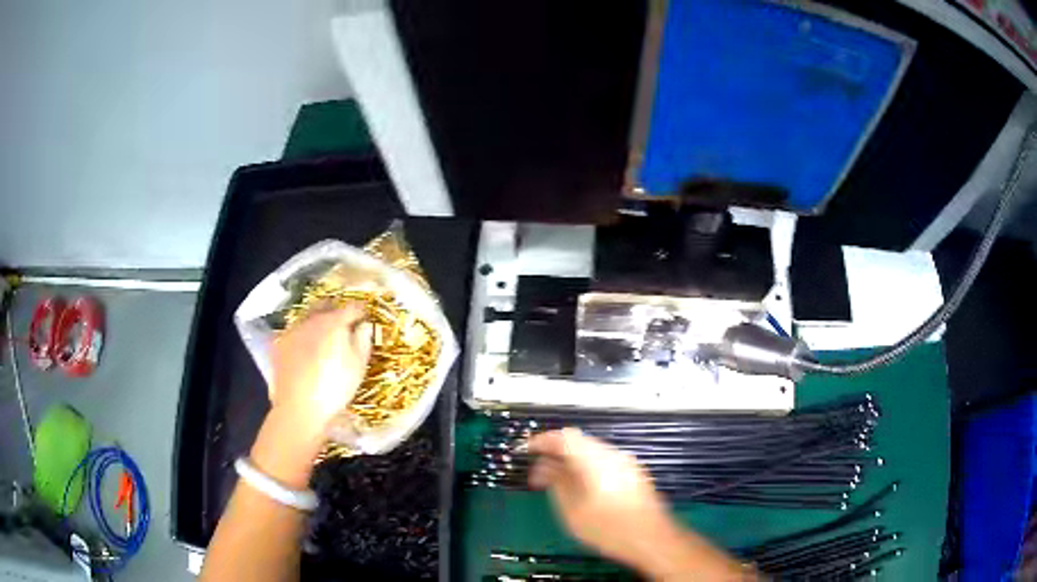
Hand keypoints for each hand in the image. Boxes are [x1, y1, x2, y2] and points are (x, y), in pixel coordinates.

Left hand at [250, 304, 371, 487]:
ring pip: (307, 316)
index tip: (365, 317)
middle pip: (325, 305)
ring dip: (317, 320)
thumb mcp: (358, 367)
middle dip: (336, 310)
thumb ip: (362, 341)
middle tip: (344, 322)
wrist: (299, 408)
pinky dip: (302, 334)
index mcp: (334, 322)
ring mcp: (292, 330)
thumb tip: (364, 326)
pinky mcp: (279, 343)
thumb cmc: (335, 388)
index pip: (352, 308)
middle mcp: (311, 320)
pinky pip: (294, 331)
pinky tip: (305, 347)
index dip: (360, 311)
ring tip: (323, 334)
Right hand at [527, 428, 673, 568]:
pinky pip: (605, 462)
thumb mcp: (573, 511)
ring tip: (557, 484)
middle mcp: (613, 455)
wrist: (652, 539)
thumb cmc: (609, 528)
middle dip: (556, 454)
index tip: (527, 450)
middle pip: (579, 443)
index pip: (564, 437)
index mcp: (595, 460)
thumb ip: (557, 484)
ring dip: (571, 462)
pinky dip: (587, 468)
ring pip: (592, 453)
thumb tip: (545, 467)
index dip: (542, 441)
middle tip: (539, 473)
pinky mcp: (634, 474)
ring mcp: (627, 463)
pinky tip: (581, 489)